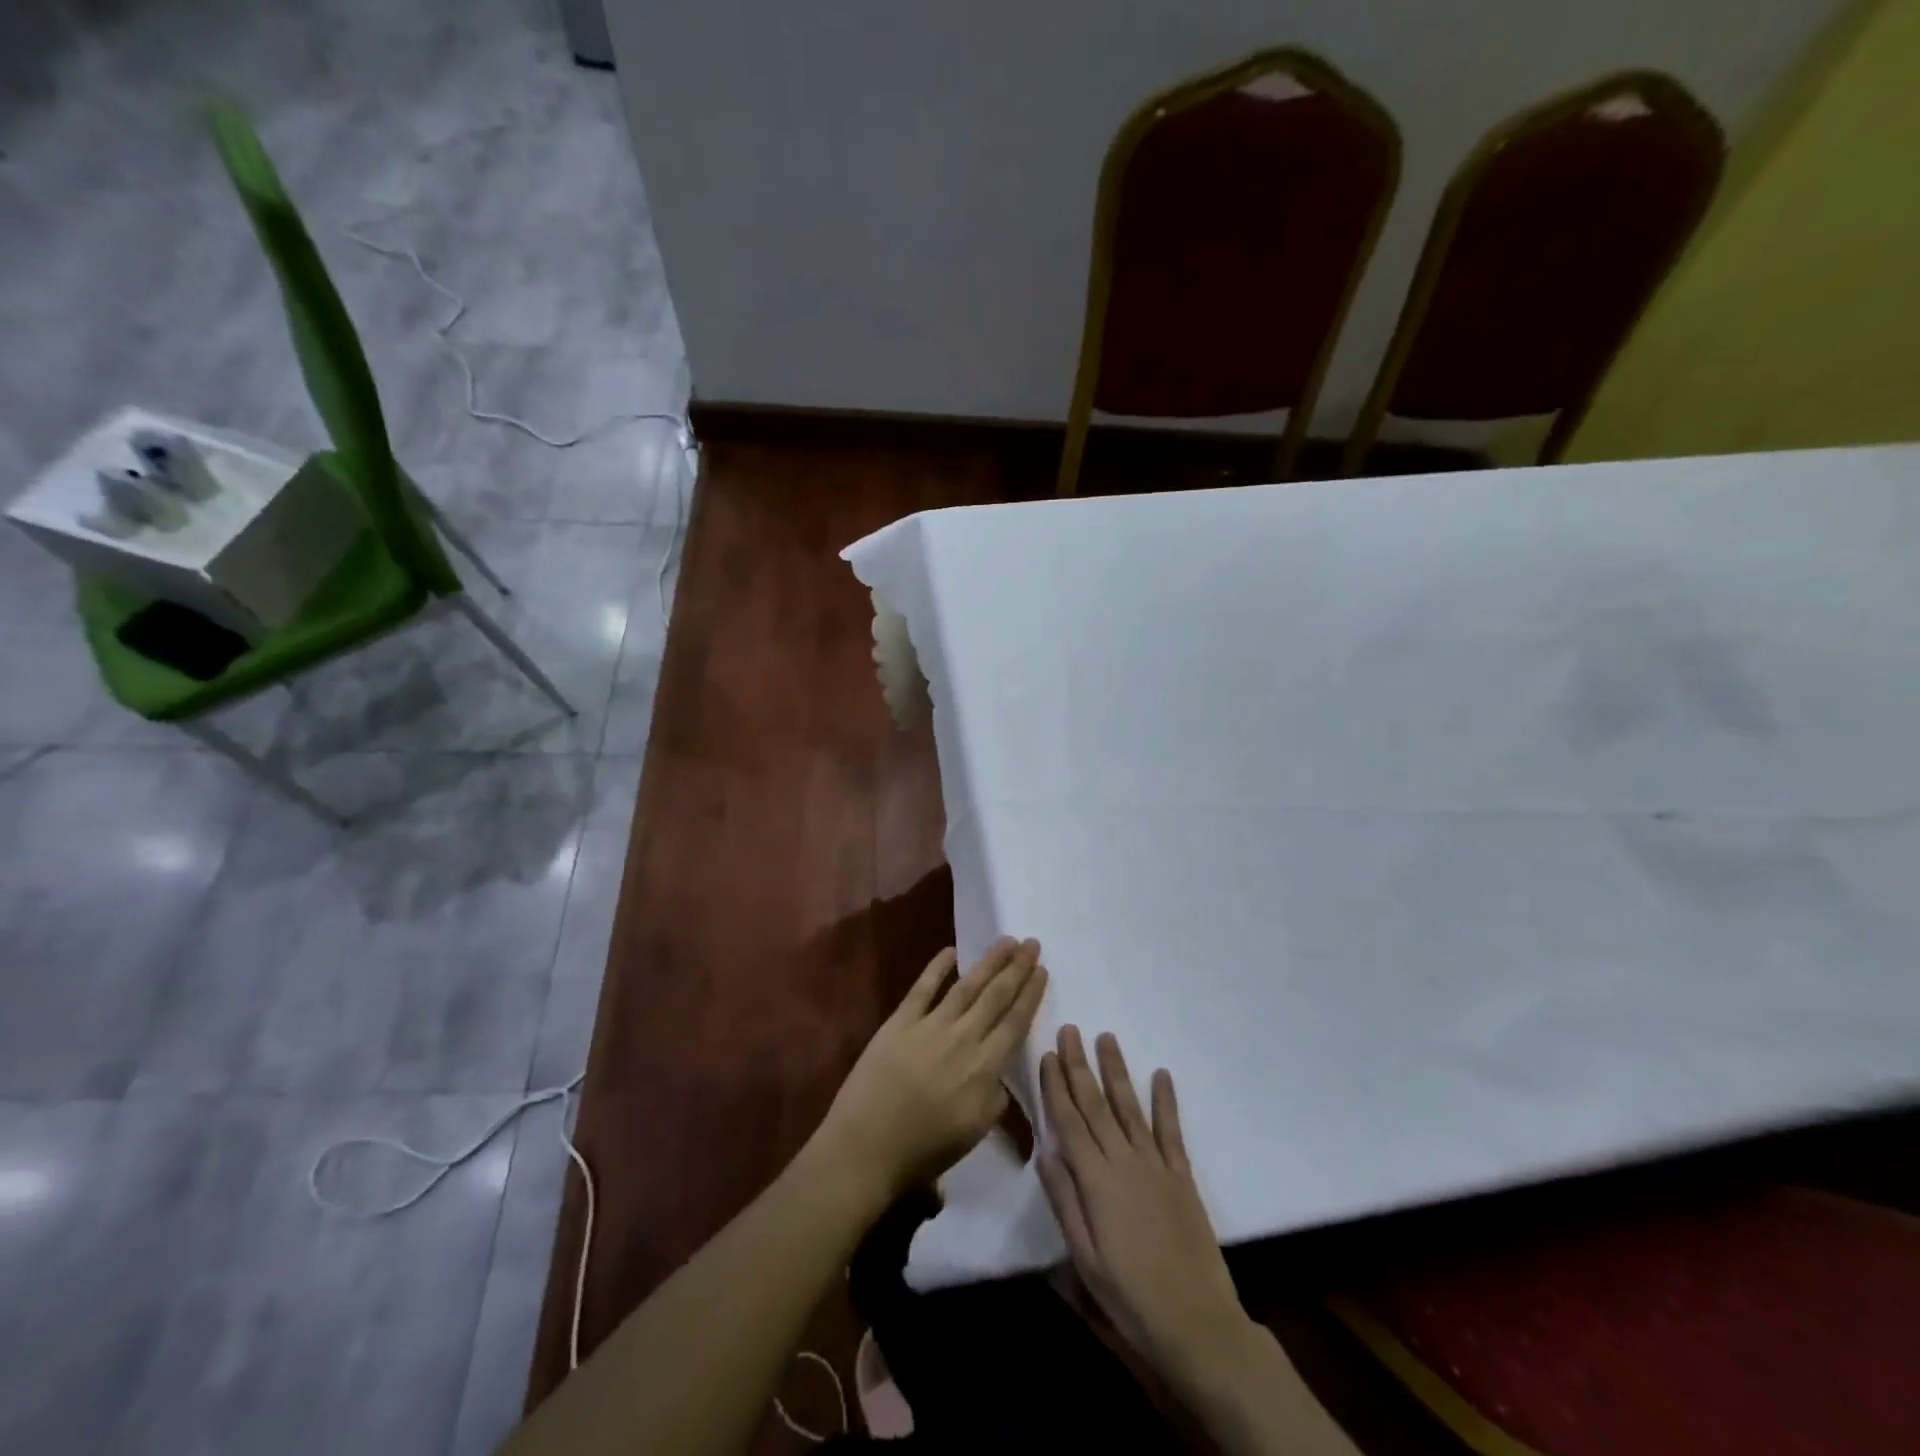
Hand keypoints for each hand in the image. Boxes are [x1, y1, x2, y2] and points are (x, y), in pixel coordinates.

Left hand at [811, 938, 1047, 1204]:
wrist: (865, 1147)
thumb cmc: (923, 1149)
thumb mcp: (974, 1133)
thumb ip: (994, 1099)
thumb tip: (999, 1075)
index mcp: (984, 1069)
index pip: (1014, 1023)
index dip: (1030, 995)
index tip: (1042, 970)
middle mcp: (962, 1039)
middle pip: (996, 997)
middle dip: (1016, 968)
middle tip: (1032, 943)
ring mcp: (930, 1026)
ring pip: (967, 986)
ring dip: (989, 962)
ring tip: (1006, 941)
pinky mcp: (900, 1021)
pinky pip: (923, 988)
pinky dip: (938, 967)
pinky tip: (952, 950)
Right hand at [1038, 1026, 1249, 1386]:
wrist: (1196, 1323)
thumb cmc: (1129, 1297)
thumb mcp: (1084, 1258)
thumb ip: (1064, 1201)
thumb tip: (1044, 1151)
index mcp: (1095, 1180)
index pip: (1068, 1121)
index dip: (1056, 1086)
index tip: (1046, 1054)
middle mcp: (1123, 1161)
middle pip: (1096, 1104)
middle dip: (1079, 1065)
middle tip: (1070, 1030)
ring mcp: (1155, 1164)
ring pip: (1129, 1106)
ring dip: (1116, 1070)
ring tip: (1106, 1037)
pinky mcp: (1182, 1175)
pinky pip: (1171, 1130)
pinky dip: (1166, 1100)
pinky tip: (1161, 1074)